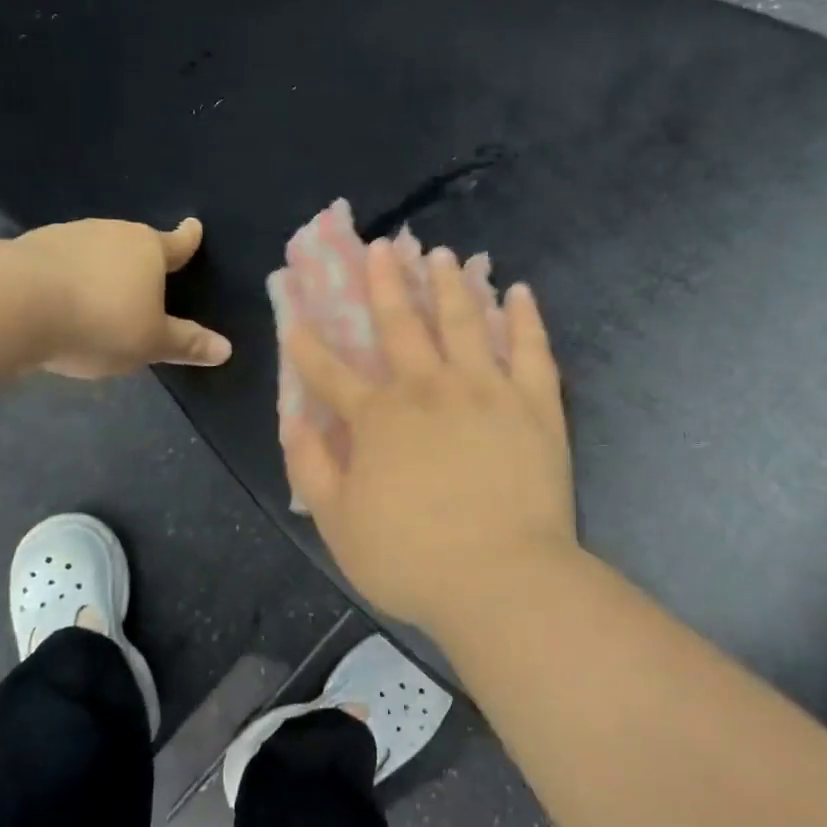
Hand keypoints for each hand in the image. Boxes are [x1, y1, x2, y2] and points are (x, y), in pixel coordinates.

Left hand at [13, 217, 231, 378]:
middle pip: (133, 243)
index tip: (194, 226)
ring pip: (94, 250)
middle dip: (139, 260)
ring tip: (97, 297)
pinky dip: (65, 277)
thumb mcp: (150, 342)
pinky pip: (59, 262)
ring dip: (99, 268)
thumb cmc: (100, 320)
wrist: (11, 304)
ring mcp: (66, 235)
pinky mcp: (27, 248)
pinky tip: (58, 300)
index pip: (176, 243)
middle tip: (143, 282)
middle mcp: (110, 232)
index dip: (188, 239)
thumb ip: (186, 344)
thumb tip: (226, 349)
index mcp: (148, 249)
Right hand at [280, 239, 577, 637]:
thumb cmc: (411, 558)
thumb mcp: (338, 523)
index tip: (295, 317)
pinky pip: (530, 349)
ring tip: (442, 254)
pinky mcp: (533, 402)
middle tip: (382, 247)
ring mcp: (485, 389)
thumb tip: (293, 419)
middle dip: (386, 282)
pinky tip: (517, 291)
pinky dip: (524, 317)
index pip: (331, 372)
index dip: (307, 345)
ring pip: (464, 321)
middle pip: (402, 323)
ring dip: (450, 284)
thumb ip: (311, 466)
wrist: (502, 579)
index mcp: (379, 417)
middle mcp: (429, 387)